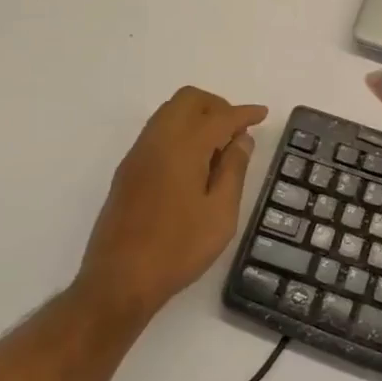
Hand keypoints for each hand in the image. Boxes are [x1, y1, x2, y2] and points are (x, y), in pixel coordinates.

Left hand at [76, 87, 267, 323]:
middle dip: (217, 106)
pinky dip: (180, 131)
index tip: (262, 114)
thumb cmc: (178, 249)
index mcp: (183, 147)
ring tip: (218, 148)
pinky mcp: (128, 170)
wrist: (119, 280)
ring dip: (197, 117)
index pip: (220, 117)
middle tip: (237, 131)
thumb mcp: (221, 213)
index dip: (244, 113)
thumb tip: (241, 139)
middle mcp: (157, 141)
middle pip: (188, 100)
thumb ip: (233, 170)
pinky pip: (157, 132)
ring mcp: (138, 154)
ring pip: (169, 113)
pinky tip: (194, 162)